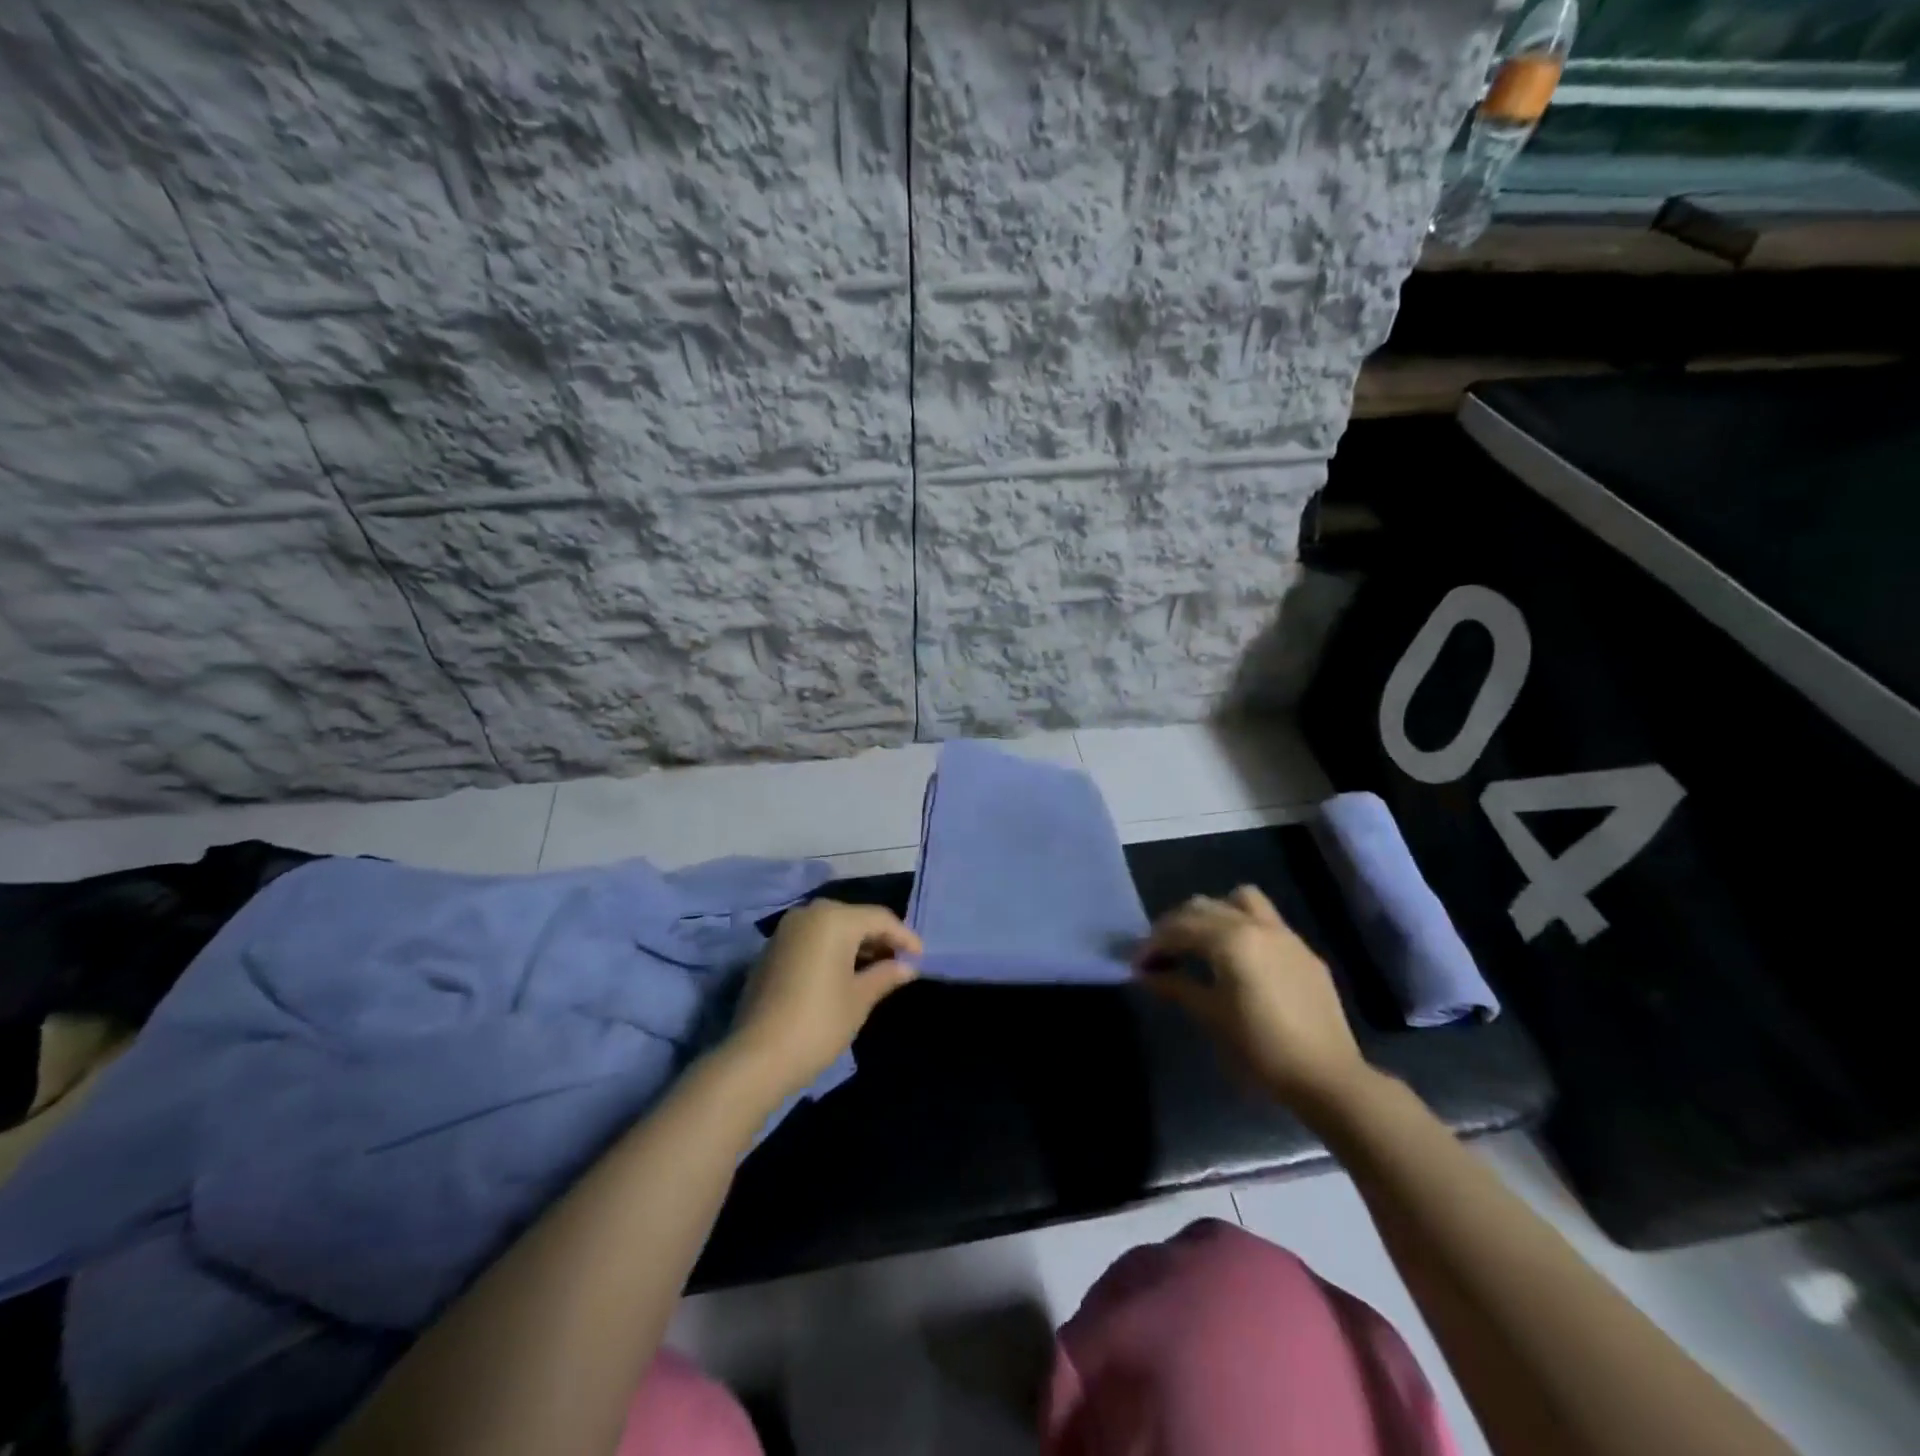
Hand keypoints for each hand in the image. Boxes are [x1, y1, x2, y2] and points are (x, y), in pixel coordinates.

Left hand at [730, 901, 921, 1098]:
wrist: (758, 1057)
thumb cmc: (819, 1022)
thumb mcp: (859, 998)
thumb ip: (886, 975)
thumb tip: (907, 967)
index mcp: (834, 918)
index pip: (880, 919)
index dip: (904, 937)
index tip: (921, 957)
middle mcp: (809, 914)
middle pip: (855, 918)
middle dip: (879, 938)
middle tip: (901, 963)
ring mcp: (786, 931)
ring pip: (832, 928)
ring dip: (856, 945)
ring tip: (878, 970)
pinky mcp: (772, 950)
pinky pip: (813, 940)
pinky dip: (833, 950)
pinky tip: (845, 974)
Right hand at [1136, 885, 1370, 1117]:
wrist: (1326, 1077)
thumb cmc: (1259, 1048)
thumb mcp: (1210, 1017)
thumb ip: (1176, 986)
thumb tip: (1147, 974)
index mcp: (1230, 939)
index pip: (1179, 929)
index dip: (1153, 944)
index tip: (1137, 964)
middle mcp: (1256, 925)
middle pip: (1203, 907)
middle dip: (1176, 924)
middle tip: (1161, 952)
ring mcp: (1285, 935)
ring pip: (1240, 900)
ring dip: (1213, 913)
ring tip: (1202, 942)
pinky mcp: (1304, 952)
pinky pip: (1266, 921)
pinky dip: (1242, 926)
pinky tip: (1239, 959)